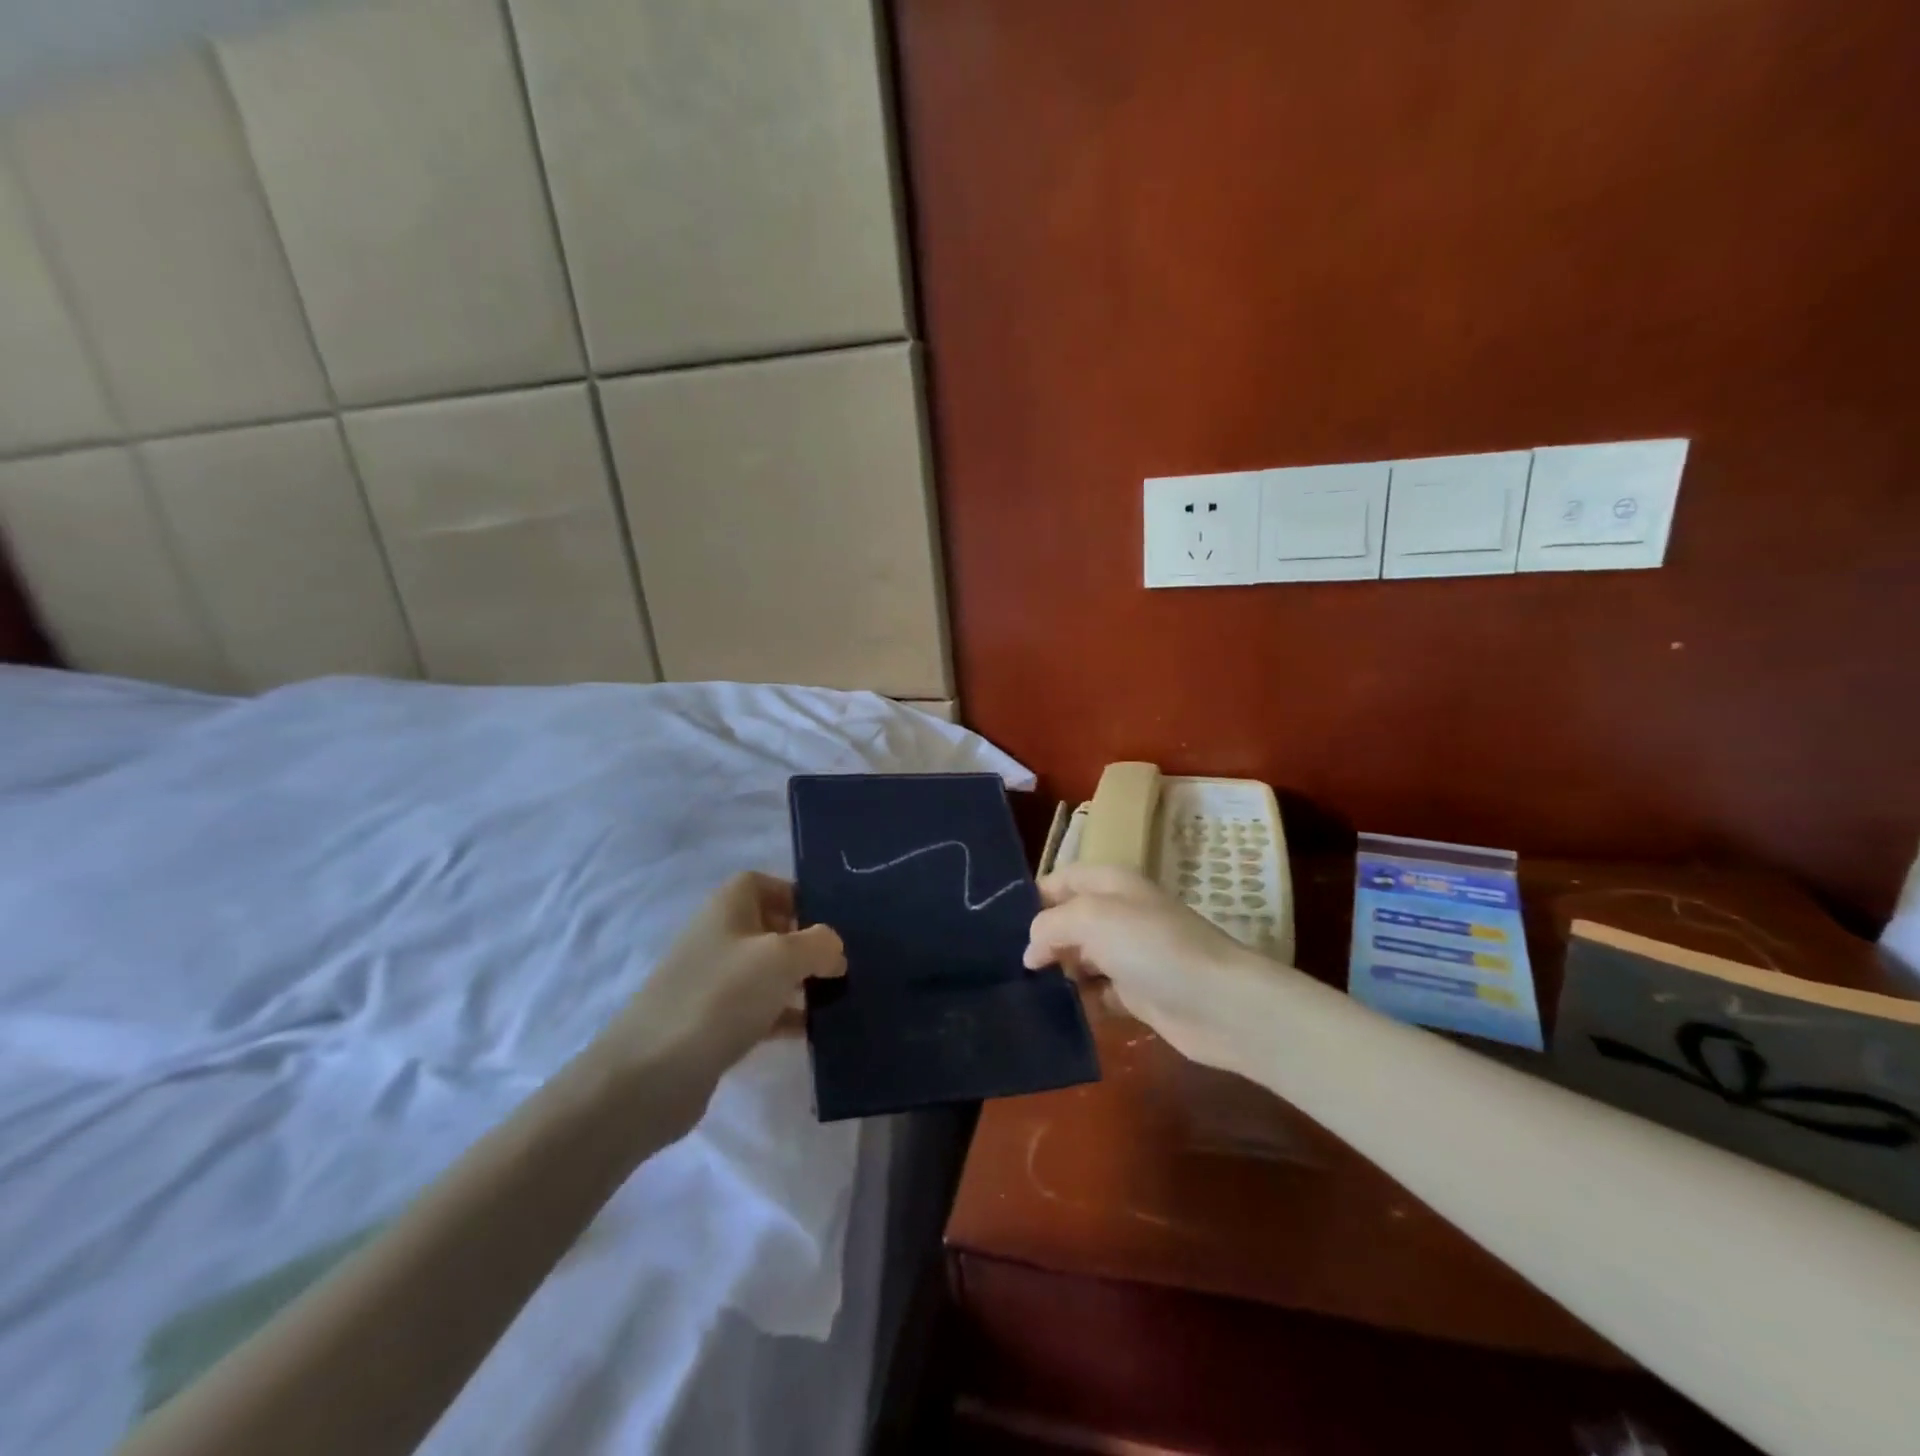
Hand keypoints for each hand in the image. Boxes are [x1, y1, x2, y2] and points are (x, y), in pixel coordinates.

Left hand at [590, 873, 844, 1129]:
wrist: (650, 1076)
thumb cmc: (720, 997)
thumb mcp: (782, 958)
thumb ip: (819, 944)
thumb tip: (834, 951)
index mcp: (727, 908)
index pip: (762, 883)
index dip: (795, 896)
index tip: (830, 921)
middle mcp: (717, 937)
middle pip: (769, 928)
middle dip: (806, 943)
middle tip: (843, 963)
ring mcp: (712, 983)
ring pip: (766, 972)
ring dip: (799, 982)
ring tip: (838, 998)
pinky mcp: (711, 1025)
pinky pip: (758, 1010)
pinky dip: (784, 1017)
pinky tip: (811, 1033)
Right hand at [1024, 864, 1273, 1072]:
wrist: (1219, 1003)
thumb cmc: (1152, 946)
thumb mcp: (1091, 919)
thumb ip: (1050, 926)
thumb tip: (1031, 951)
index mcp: (1110, 883)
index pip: (1061, 879)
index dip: (1033, 898)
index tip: (998, 926)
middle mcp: (1119, 913)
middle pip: (1067, 921)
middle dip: (1040, 940)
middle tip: (1004, 965)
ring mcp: (1129, 954)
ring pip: (1079, 959)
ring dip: (1057, 974)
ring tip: (1022, 993)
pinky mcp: (1137, 993)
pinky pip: (1097, 993)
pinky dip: (1080, 1002)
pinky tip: (1058, 1014)